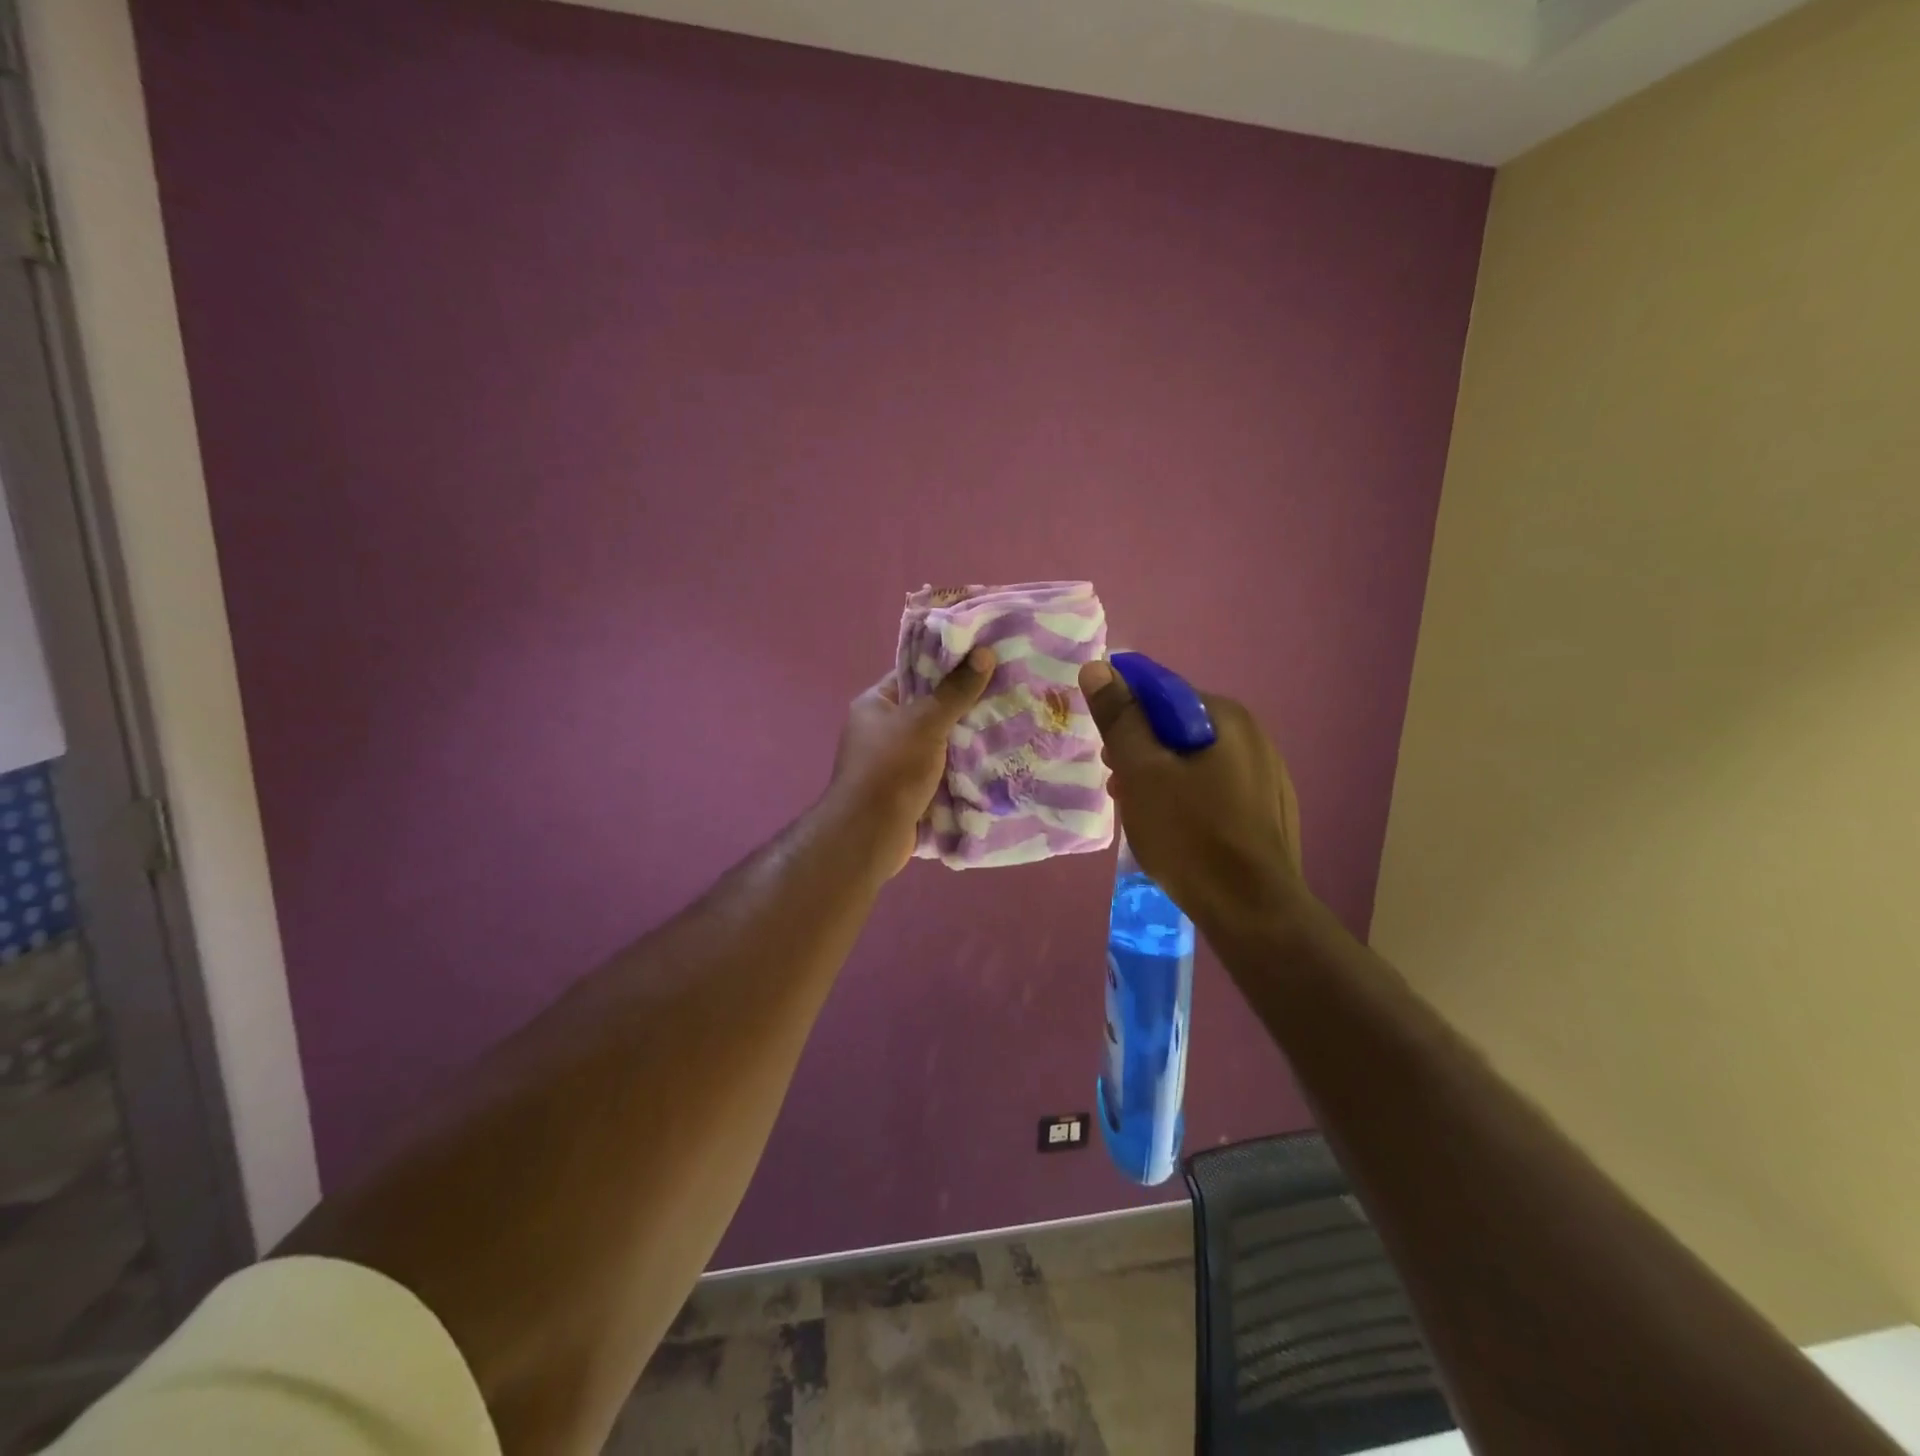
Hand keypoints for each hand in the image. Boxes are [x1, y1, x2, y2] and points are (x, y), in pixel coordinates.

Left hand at [828, 648, 995, 874]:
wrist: (870, 835)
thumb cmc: (891, 769)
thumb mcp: (925, 723)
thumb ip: (955, 691)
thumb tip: (984, 653)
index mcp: (875, 704)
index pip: (915, 673)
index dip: (948, 666)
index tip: (986, 660)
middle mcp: (882, 730)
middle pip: (930, 708)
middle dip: (965, 705)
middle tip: (1006, 691)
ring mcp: (896, 762)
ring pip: (940, 742)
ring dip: (968, 738)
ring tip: (1010, 721)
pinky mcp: (910, 789)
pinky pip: (942, 770)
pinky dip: (963, 767)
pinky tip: (996, 758)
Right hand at [1078, 659, 1305, 937]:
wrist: (1251, 910)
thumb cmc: (1189, 834)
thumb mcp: (1142, 771)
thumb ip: (1120, 718)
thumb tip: (1099, 667)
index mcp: (1226, 717)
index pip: (1161, 694)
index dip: (1125, 718)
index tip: (1108, 755)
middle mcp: (1255, 736)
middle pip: (1179, 729)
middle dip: (1142, 752)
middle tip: (1119, 788)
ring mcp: (1269, 776)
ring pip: (1196, 762)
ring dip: (1161, 778)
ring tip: (1141, 813)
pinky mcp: (1270, 811)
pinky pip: (1216, 790)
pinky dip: (1188, 800)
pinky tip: (1176, 831)